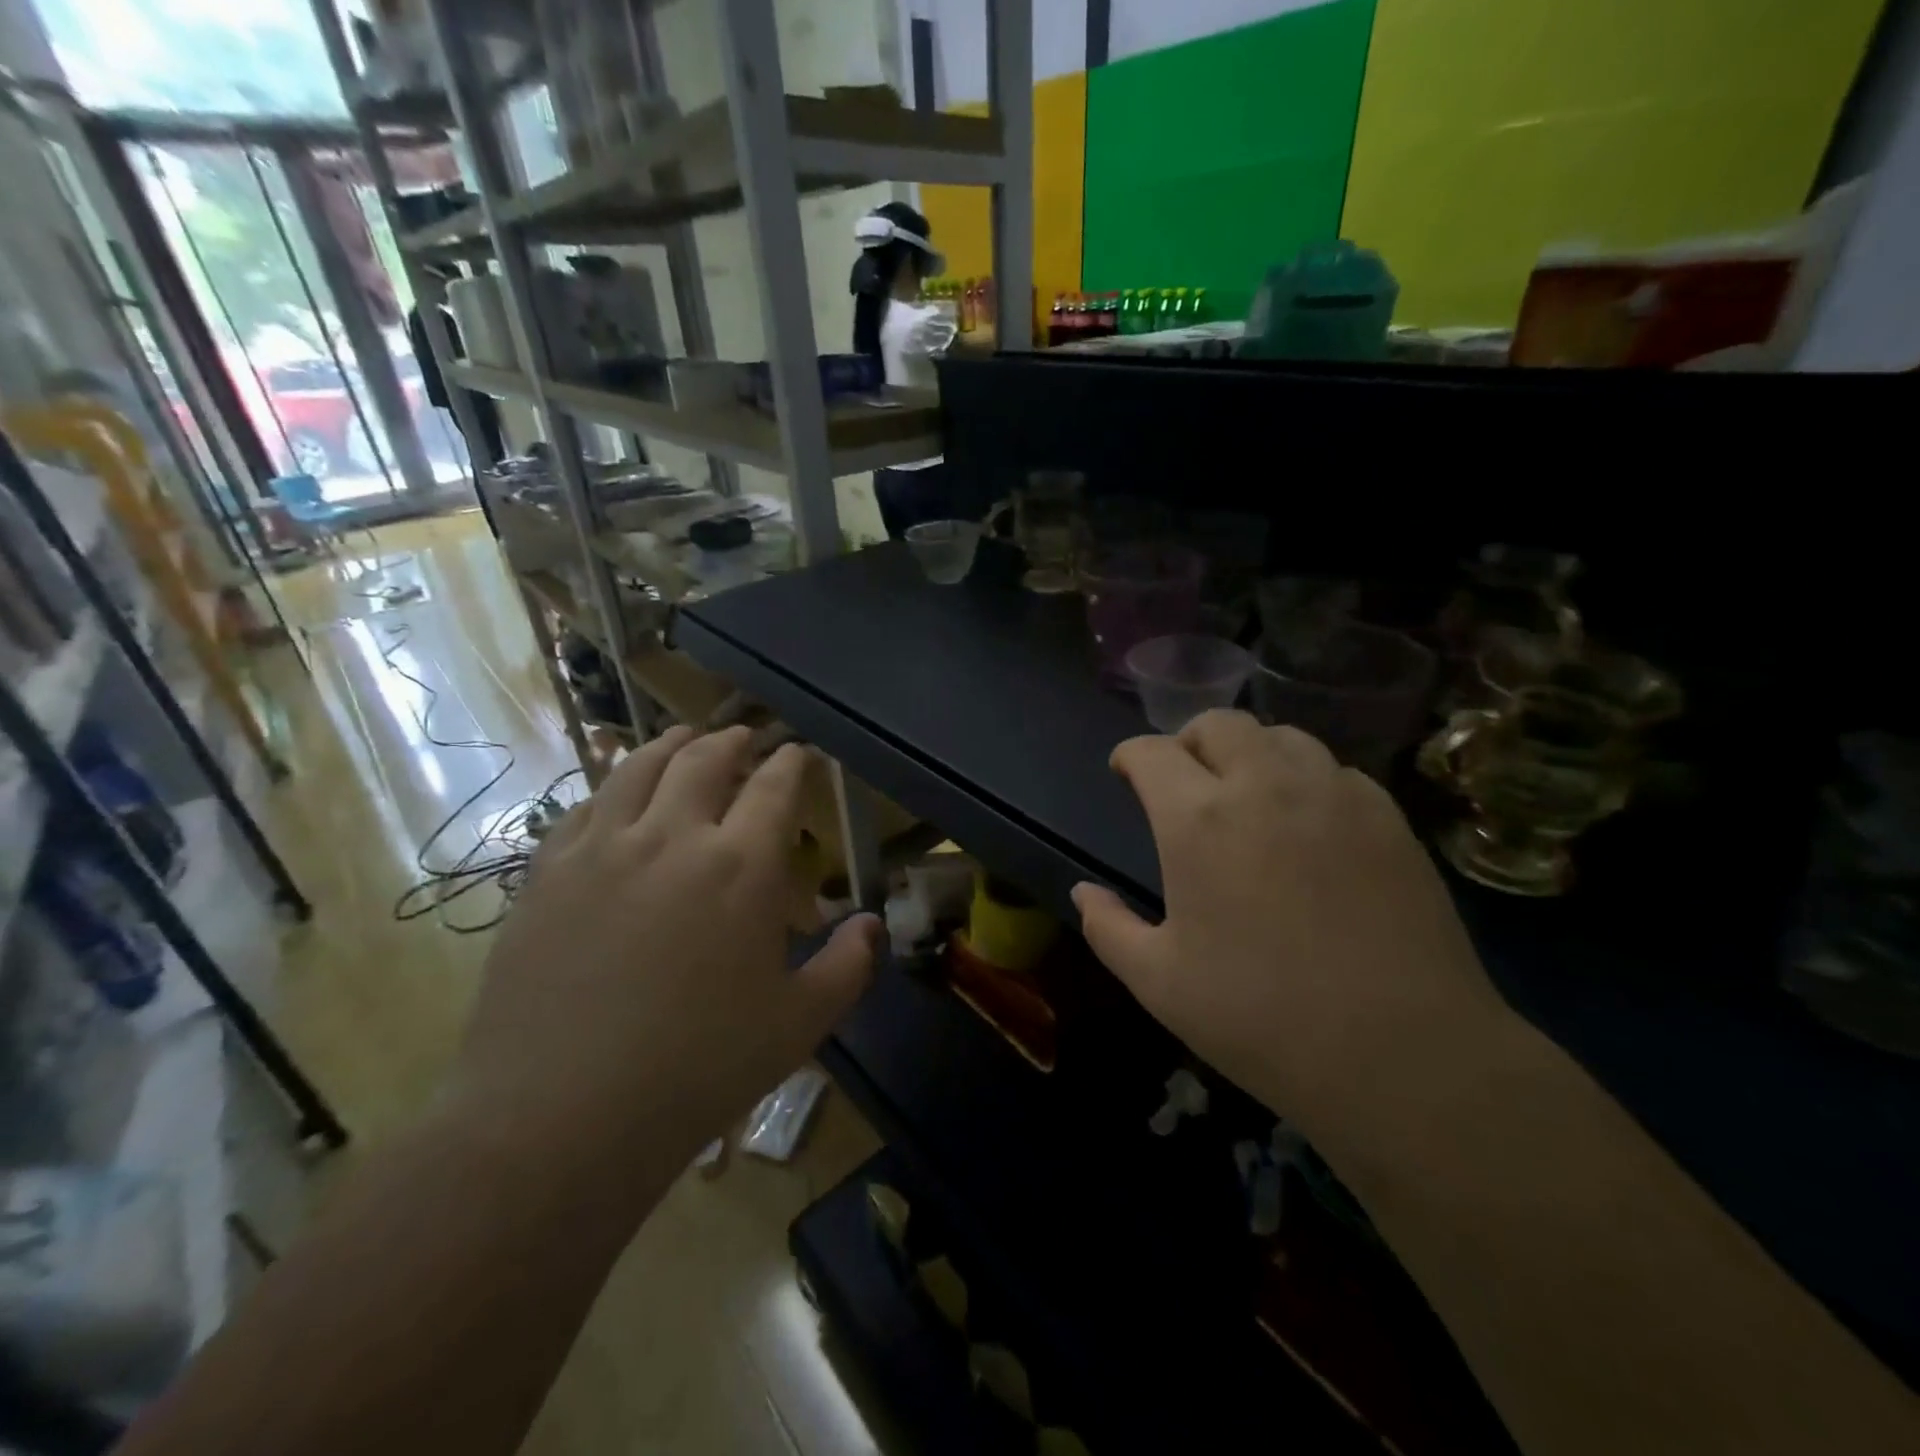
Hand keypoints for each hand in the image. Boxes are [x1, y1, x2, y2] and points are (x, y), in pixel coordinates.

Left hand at [451, 726, 880, 1166]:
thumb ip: (847, 966)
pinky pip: (583, 806)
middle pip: (705, 759)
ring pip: (638, 768)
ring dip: (670, 745)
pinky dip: (612, 786)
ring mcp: (601, 849)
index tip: (802, 754)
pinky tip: (616, 795)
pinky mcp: (546, 873)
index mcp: (741, 867)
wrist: (557, 1118)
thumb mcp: (797, 1025)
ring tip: (685, 738)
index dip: (793, 761)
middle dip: (734, 741)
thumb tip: (874, 924)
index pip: (775, 785)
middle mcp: (672, 838)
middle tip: (746, 738)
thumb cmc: (696, 1071)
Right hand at [1072, 711, 1510, 1147]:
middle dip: (1188, 741)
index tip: (1125, 773)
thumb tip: (1083, 892)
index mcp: (1198, 819)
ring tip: (1247, 795)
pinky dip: (1306, 779)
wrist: (1404, 1055)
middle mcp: (1264, 785)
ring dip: (1250, 752)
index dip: (1130, 756)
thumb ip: (1108, 928)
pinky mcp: (1389, 817)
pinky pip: (1336, 770)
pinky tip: (1309, 825)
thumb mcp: (1158, 983)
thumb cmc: (1261, 1018)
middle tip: (1184, 781)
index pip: (1152, 752)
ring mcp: (1334, 794)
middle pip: (1219, 724)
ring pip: (1282, 736)